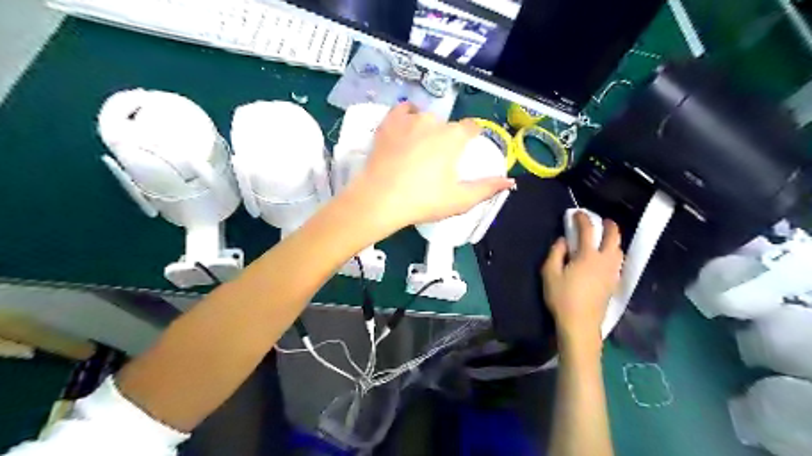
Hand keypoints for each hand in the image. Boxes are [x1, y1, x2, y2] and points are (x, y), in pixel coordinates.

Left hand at [348, 103, 511, 230]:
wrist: (379, 200)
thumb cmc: (422, 201)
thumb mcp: (460, 200)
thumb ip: (486, 188)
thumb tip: (509, 181)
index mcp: (453, 137)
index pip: (471, 127)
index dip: (471, 138)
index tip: (466, 152)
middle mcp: (432, 121)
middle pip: (447, 125)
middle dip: (447, 138)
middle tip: (438, 162)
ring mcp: (407, 120)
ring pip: (425, 117)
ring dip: (427, 129)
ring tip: (420, 149)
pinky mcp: (387, 123)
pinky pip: (402, 110)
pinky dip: (407, 116)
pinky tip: (406, 127)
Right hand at [542, 212, 621, 348]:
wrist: (580, 324)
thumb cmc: (562, 298)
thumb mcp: (550, 273)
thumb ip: (555, 253)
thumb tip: (563, 240)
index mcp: (588, 256)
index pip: (588, 231)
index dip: (583, 219)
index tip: (577, 213)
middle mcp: (604, 261)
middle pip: (613, 238)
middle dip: (609, 226)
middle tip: (602, 220)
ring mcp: (612, 273)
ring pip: (619, 250)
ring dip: (614, 239)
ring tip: (607, 237)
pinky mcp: (613, 284)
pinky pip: (618, 262)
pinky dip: (615, 253)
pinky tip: (609, 257)